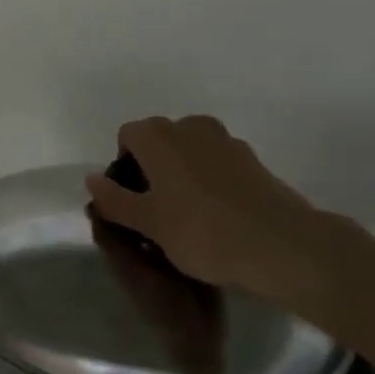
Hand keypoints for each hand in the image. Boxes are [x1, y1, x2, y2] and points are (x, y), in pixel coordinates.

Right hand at [83, 116, 328, 297]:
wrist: (282, 245)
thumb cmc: (202, 231)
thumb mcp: (148, 223)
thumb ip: (115, 199)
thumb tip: (91, 179)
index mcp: (159, 136)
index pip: (127, 136)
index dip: (123, 166)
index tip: (132, 200)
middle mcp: (191, 127)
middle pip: (159, 139)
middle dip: (152, 167)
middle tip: (156, 208)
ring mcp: (227, 141)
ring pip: (190, 150)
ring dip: (182, 173)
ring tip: (187, 214)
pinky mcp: (254, 161)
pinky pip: (217, 163)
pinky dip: (209, 180)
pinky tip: (217, 216)